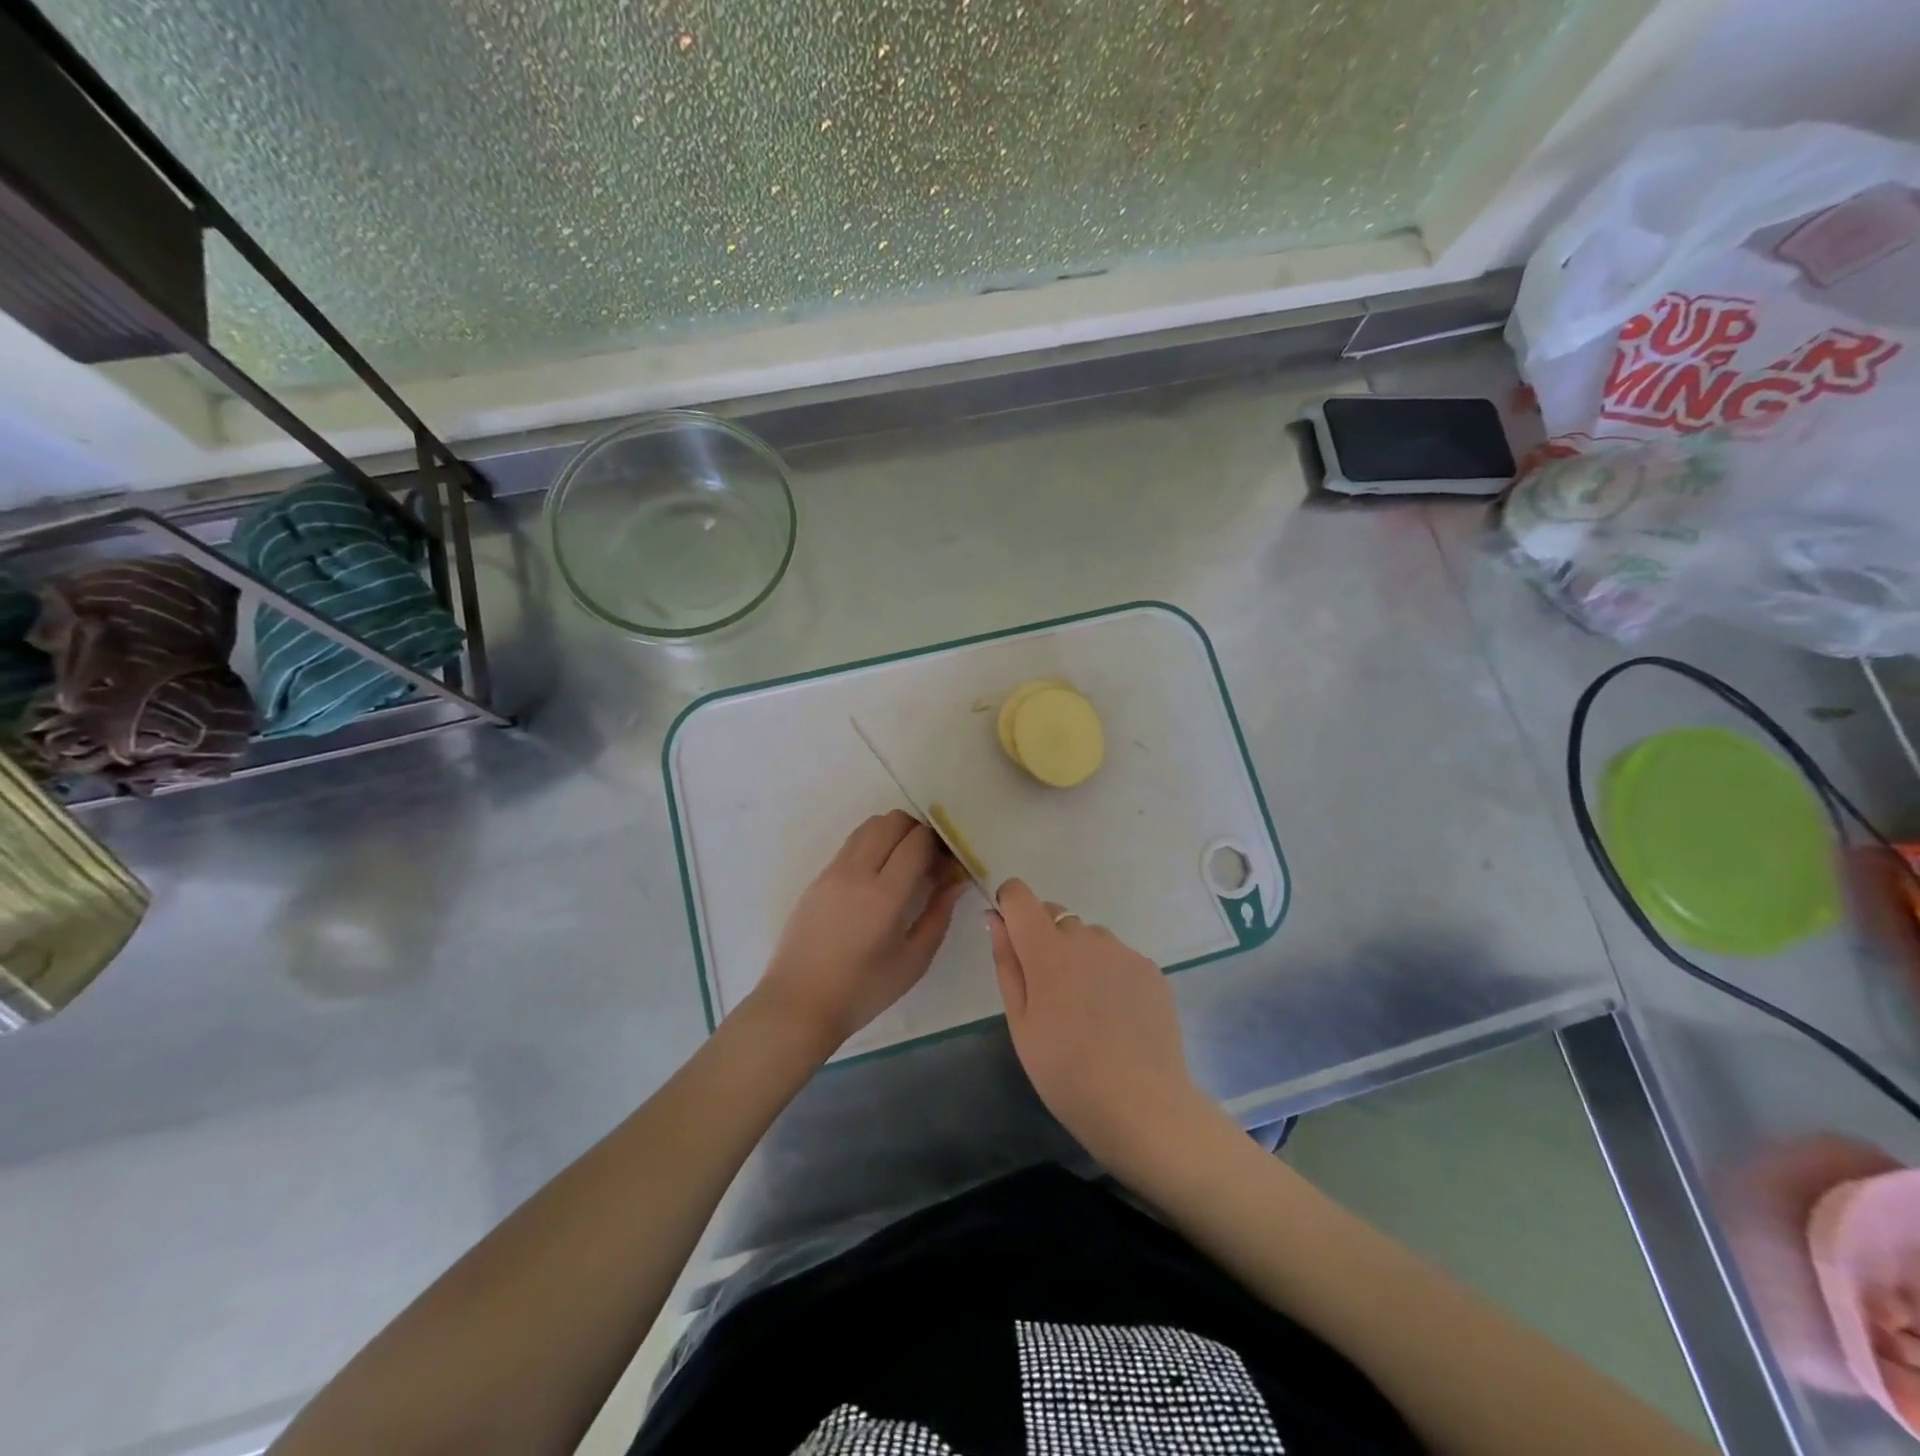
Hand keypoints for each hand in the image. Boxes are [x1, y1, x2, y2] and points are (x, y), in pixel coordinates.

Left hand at [751, 811, 967, 1053]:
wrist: (800, 1003)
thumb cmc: (863, 990)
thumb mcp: (914, 960)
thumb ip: (939, 914)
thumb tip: (956, 881)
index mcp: (885, 895)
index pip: (918, 841)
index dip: (939, 844)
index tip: (946, 864)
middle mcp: (857, 873)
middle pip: (892, 821)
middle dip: (917, 831)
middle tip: (927, 859)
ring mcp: (833, 872)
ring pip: (868, 826)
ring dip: (892, 833)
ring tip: (902, 863)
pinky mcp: (817, 878)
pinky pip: (850, 844)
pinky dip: (871, 845)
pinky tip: (876, 876)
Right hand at [987, 879, 1213, 1174]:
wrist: (1142, 1107)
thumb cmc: (1065, 1072)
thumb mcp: (1020, 1023)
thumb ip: (1007, 962)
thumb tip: (996, 918)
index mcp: (1047, 949)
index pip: (1020, 895)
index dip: (1010, 907)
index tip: (1012, 940)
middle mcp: (1087, 938)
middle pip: (1054, 915)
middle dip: (1044, 939)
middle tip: (1049, 994)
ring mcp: (1123, 952)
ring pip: (1088, 937)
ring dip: (1079, 957)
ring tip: (1086, 1011)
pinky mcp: (1150, 969)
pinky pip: (1117, 957)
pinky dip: (1109, 974)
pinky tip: (1115, 1017)